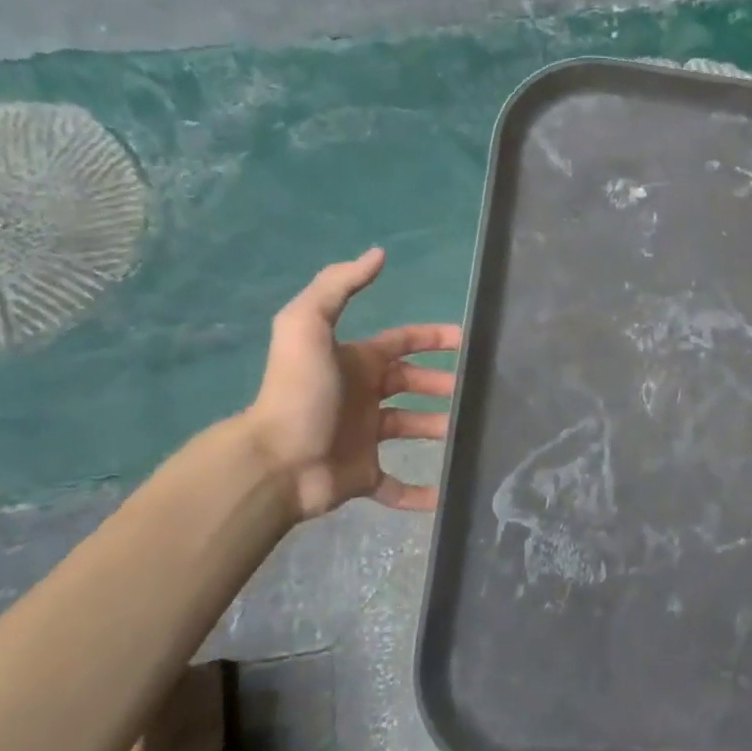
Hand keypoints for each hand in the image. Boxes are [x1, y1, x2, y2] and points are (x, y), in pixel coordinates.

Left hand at [242, 248, 461, 520]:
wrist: (276, 461)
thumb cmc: (300, 392)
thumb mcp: (307, 326)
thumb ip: (337, 286)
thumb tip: (378, 254)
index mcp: (355, 363)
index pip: (401, 344)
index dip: (432, 338)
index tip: (468, 342)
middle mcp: (362, 397)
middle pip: (411, 386)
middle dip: (442, 386)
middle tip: (475, 392)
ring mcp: (363, 439)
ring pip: (411, 431)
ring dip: (439, 431)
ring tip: (470, 435)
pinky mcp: (362, 478)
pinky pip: (397, 487)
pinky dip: (421, 493)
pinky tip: (447, 496)